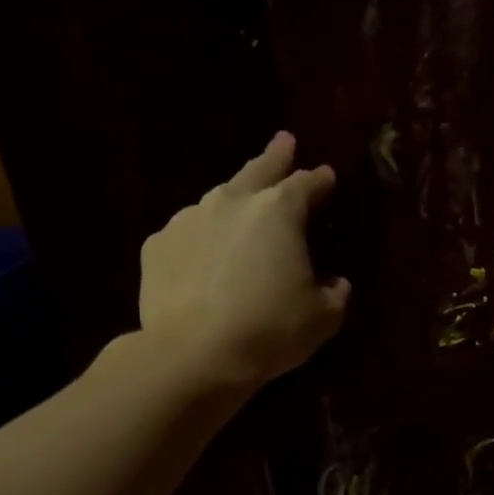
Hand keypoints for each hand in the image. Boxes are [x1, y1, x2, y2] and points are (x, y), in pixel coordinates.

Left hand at [138, 132, 350, 385]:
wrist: (195, 353)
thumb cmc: (270, 329)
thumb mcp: (322, 318)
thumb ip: (335, 294)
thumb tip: (336, 284)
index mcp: (278, 212)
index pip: (305, 184)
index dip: (318, 180)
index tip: (326, 175)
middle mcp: (231, 202)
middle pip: (257, 171)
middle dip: (274, 156)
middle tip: (284, 141)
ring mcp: (187, 220)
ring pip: (217, 201)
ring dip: (234, 202)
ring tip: (240, 210)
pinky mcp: (157, 247)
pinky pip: (187, 236)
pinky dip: (200, 241)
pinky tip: (202, 259)